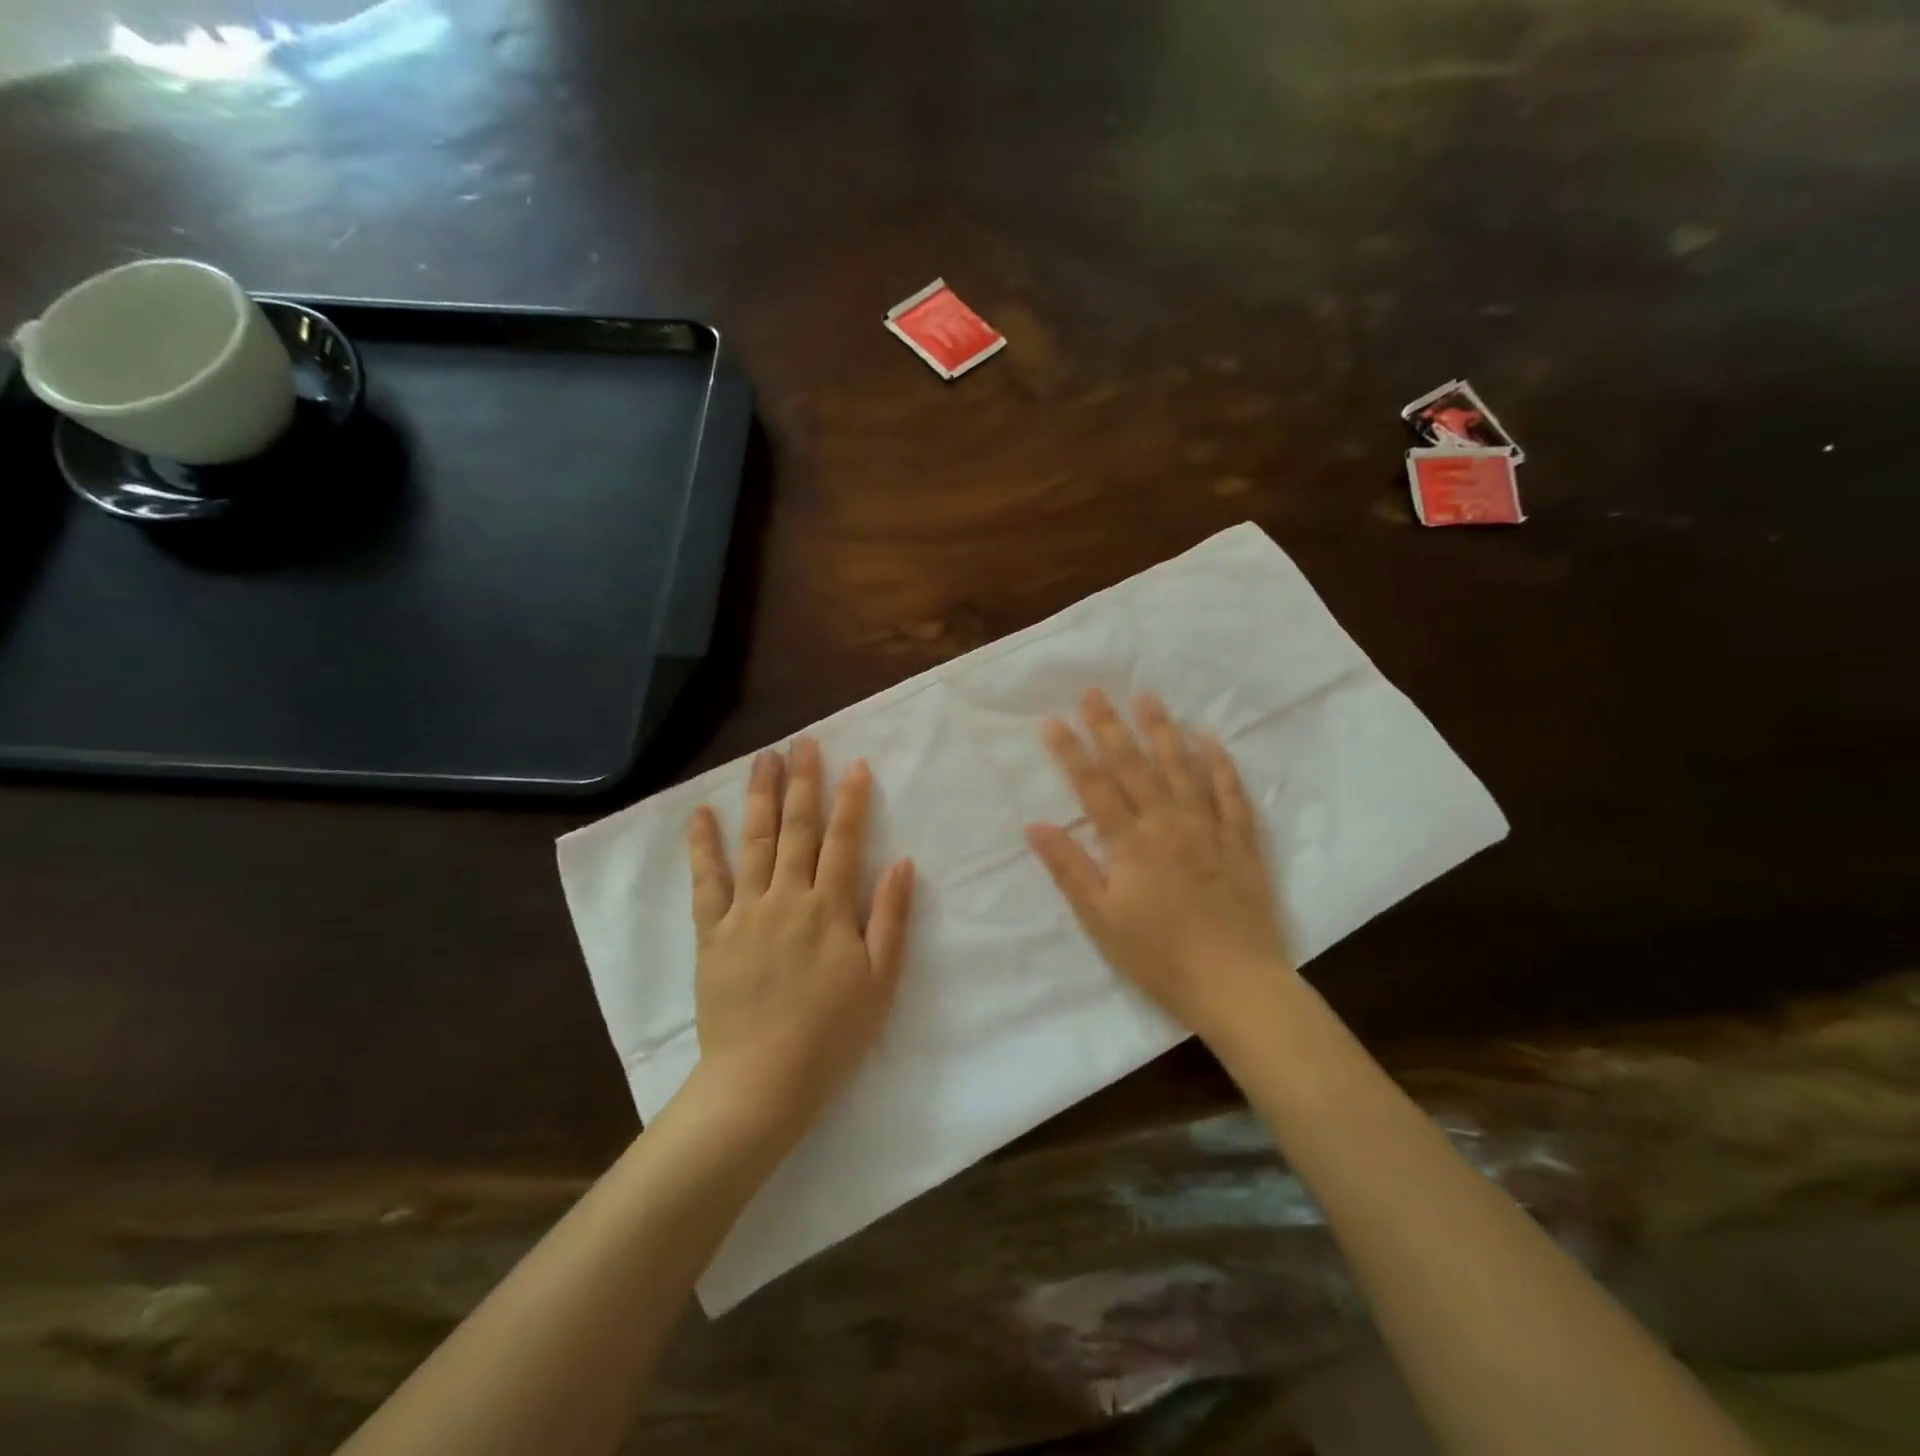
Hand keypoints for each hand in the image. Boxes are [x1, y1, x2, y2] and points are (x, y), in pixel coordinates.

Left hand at [684, 738, 914, 1144]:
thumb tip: (904, 863)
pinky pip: (706, 881)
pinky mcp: (712, 933)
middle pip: (796, 829)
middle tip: (803, 743)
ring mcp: (745, 912)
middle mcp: (787, 897)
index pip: (844, 841)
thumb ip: (890, 918)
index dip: (852, 800)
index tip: (856, 763)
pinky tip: (701, 814)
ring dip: (759, 797)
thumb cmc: (832, 1033)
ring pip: (753, 842)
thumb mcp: (880, 980)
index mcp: (829, 908)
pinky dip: (703, 846)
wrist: (761, 1080)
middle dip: (802, 782)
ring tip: (762, 759)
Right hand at [1026, 689, 1291, 1043]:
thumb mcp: (1100, 920)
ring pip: (1182, 768)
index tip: (1052, 719)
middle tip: (1094, 691)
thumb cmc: (1158, 955)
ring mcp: (1208, 827)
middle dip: (1110, 727)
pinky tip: (1210, 739)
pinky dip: (1220, 764)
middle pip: (1134, 766)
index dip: (1070, 751)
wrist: (1235, 983)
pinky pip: (1230, 793)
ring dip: (1162, 731)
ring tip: (1148, 698)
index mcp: (1130, 842)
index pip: (1093, 786)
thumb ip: (1070, 868)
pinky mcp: (1240, 841)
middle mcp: (1168, 822)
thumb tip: (1035, 826)